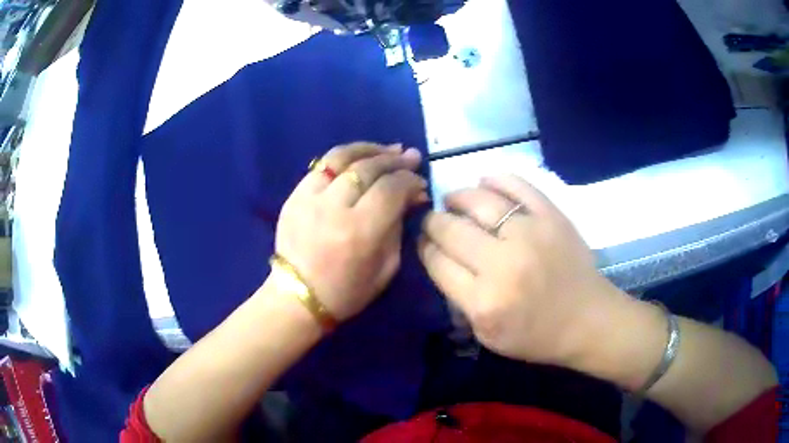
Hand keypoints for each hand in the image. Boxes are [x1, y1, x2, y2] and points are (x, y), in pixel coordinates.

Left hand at [275, 142, 427, 321]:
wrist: (298, 297)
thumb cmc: (348, 291)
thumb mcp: (387, 267)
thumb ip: (399, 226)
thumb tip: (413, 195)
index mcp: (360, 231)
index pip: (391, 188)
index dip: (410, 180)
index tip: (420, 183)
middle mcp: (334, 207)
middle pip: (369, 168)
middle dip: (395, 160)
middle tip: (411, 157)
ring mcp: (309, 197)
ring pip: (343, 157)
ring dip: (370, 149)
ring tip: (388, 149)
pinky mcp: (294, 195)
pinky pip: (322, 165)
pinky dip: (345, 156)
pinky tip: (360, 157)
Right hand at [419, 175, 624, 365]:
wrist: (588, 320)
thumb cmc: (537, 335)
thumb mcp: (487, 336)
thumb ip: (459, 299)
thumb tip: (440, 257)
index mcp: (483, 301)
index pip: (437, 261)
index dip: (424, 246)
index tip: (424, 240)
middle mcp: (503, 264)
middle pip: (451, 229)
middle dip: (433, 221)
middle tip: (434, 220)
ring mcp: (530, 234)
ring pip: (478, 200)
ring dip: (457, 197)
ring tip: (453, 200)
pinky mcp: (551, 216)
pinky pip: (517, 185)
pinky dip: (495, 179)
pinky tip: (484, 181)